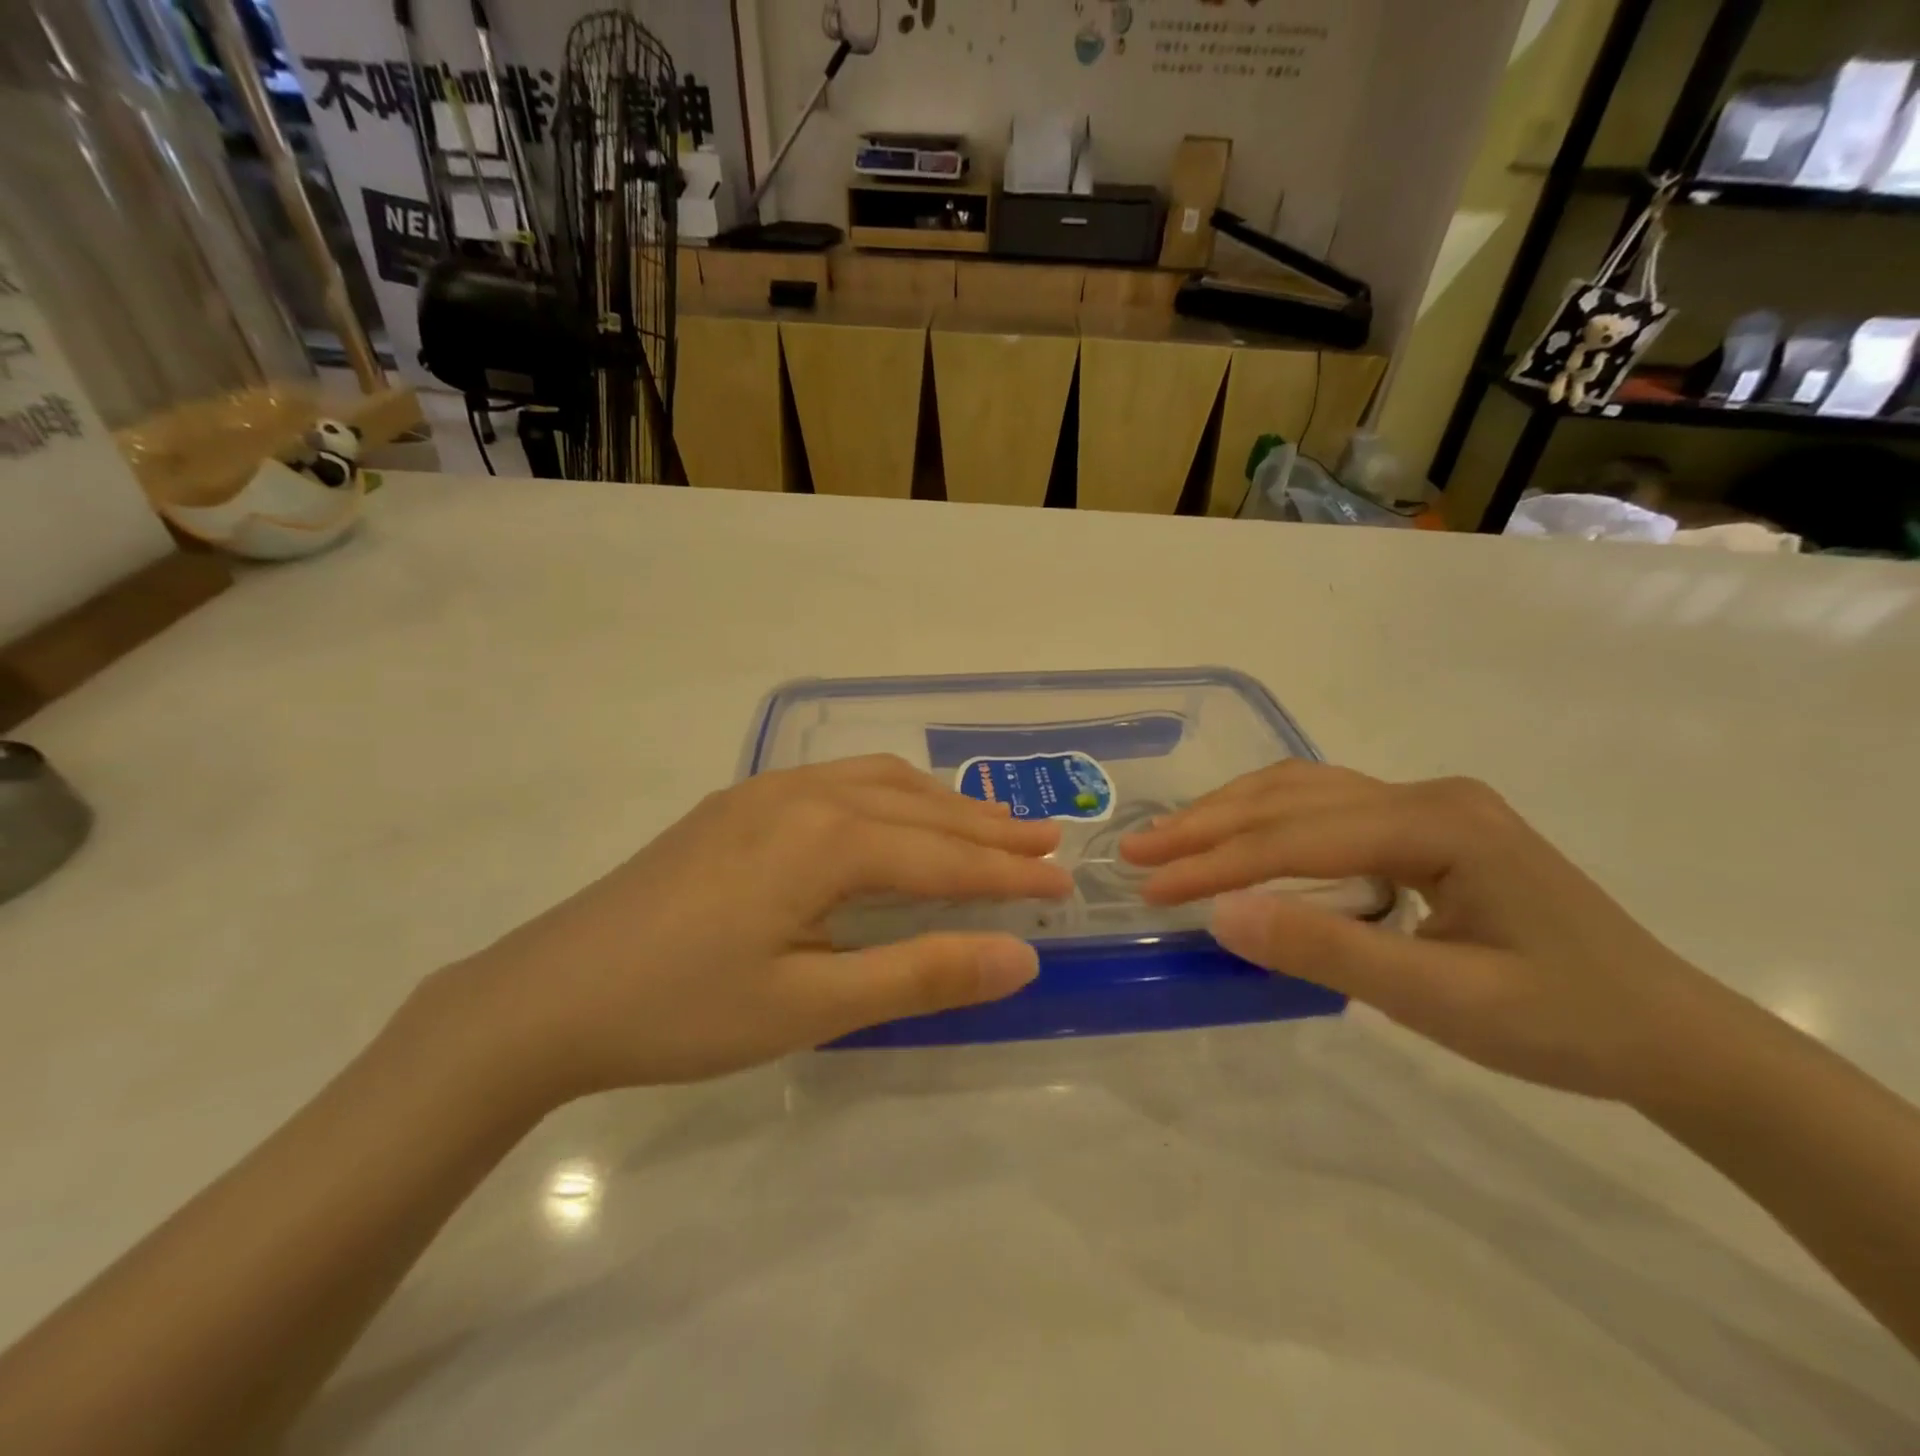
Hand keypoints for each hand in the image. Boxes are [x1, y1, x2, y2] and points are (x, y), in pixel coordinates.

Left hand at [430, 757, 1072, 1101]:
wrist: (547, 995)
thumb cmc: (683, 1009)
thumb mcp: (812, 1005)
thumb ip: (919, 973)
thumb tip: (1020, 956)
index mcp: (825, 840)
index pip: (943, 856)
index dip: (1008, 873)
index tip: (1065, 883)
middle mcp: (802, 796)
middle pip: (917, 806)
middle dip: (987, 826)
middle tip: (1046, 840)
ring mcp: (762, 794)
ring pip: (876, 782)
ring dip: (938, 802)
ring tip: (985, 821)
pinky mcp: (733, 807)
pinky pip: (834, 781)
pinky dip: (886, 793)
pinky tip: (889, 814)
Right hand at [1121, 762, 1734, 1101]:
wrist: (1669, 1034)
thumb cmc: (1564, 1022)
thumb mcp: (1441, 999)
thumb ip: (1327, 950)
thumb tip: (1222, 914)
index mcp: (1439, 822)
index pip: (1299, 835)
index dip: (1217, 861)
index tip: (1149, 885)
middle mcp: (1427, 793)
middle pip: (1292, 797)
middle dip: (1207, 824)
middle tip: (1136, 849)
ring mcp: (1427, 803)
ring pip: (1303, 791)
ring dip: (1230, 813)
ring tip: (1170, 837)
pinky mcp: (1424, 825)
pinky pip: (1326, 808)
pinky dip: (1268, 821)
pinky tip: (1239, 836)